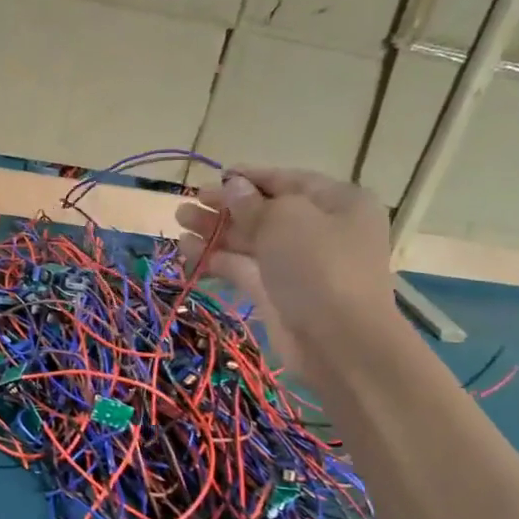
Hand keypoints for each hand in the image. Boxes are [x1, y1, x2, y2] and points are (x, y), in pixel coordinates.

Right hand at [176, 167, 396, 371]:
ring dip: (216, 231)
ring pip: (251, 241)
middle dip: (225, 206)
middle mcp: (320, 229)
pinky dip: (218, 258)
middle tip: (188, 203)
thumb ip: (252, 203)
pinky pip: (244, 268)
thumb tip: (233, 187)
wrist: (338, 341)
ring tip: (180, 222)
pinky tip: (188, 250)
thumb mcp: (285, 220)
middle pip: (265, 211)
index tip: (214, 177)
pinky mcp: (277, 293)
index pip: (287, 180)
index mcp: (337, 202)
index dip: (249, 177)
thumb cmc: (318, 266)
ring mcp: (298, 264)